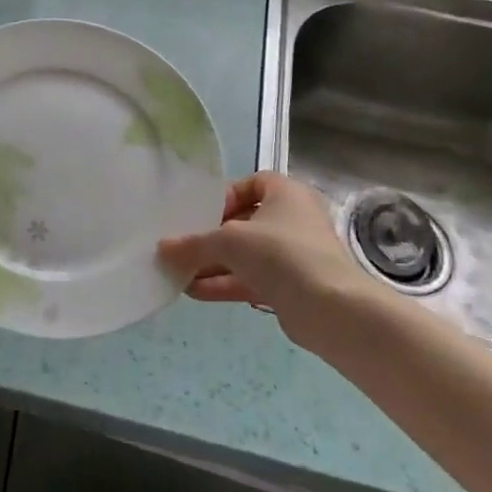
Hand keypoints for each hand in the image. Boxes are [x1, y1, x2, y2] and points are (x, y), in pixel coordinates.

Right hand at [158, 171, 378, 353]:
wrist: (329, 307)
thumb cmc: (280, 253)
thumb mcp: (229, 241)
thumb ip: (193, 244)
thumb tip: (162, 248)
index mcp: (286, 193)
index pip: (253, 183)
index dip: (226, 196)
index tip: (203, 213)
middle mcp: (293, 219)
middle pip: (245, 222)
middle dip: (212, 237)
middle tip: (184, 247)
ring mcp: (294, 255)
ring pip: (247, 255)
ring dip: (214, 264)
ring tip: (179, 273)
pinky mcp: (291, 286)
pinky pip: (252, 278)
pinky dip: (226, 283)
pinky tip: (195, 292)